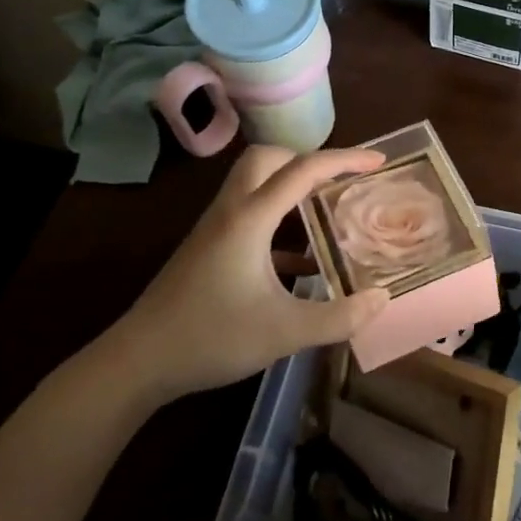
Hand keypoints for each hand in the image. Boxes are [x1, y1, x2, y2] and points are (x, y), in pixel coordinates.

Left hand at [89, 146, 391, 402]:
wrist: (138, 362)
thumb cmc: (211, 338)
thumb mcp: (284, 333)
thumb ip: (339, 317)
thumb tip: (382, 299)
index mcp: (250, 219)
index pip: (303, 170)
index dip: (345, 160)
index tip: (379, 161)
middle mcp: (231, 212)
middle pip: (268, 159)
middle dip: (309, 161)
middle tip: (341, 182)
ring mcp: (215, 229)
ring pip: (255, 185)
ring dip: (292, 189)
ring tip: (327, 211)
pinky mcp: (208, 249)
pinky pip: (249, 216)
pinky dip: (279, 223)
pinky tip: (302, 261)